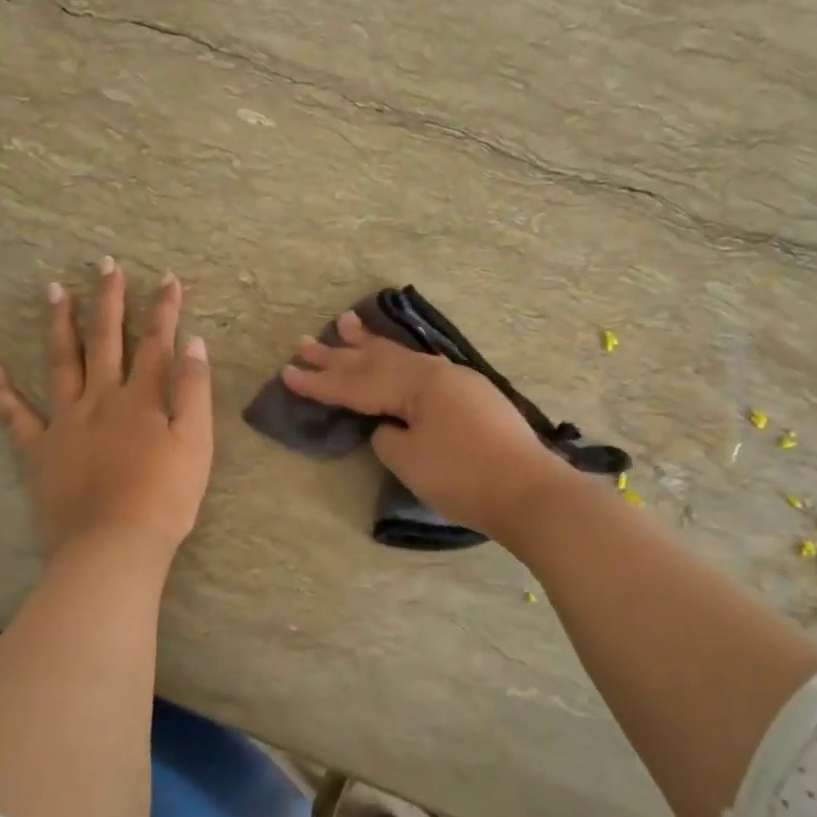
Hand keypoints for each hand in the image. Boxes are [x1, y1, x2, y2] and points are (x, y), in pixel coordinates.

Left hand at [0, 259, 212, 562]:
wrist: (113, 546)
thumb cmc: (165, 498)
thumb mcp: (196, 443)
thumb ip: (194, 391)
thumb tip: (194, 343)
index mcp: (142, 398)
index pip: (157, 343)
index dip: (164, 309)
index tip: (166, 277)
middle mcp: (101, 398)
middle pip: (106, 340)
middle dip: (109, 300)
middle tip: (104, 264)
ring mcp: (65, 421)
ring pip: (61, 362)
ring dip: (59, 324)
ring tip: (54, 290)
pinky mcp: (39, 450)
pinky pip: (14, 415)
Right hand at [281, 310, 574, 542]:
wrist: (529, 492)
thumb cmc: (464, 477)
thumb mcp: (410, 460)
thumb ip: (387, 436)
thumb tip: (389, 425)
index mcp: (416, 383)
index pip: (356, 384)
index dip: (320, 382)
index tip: (287, 373)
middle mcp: (434, 372)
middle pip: (376, 362)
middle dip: (338, 355)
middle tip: (304, 342)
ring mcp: (456, 381)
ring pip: (401, 358)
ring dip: (370, 345)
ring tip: (346, 323)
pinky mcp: (471, 396)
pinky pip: (421, 368)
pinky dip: (399, 359)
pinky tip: (395, 355)